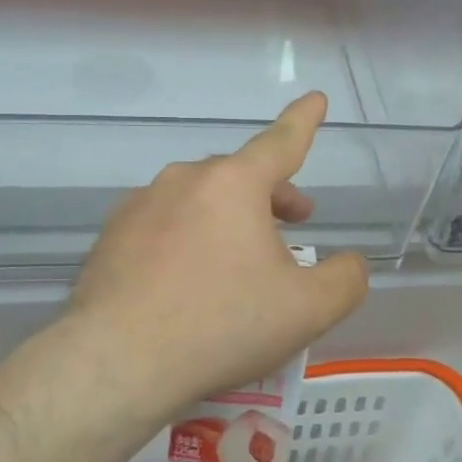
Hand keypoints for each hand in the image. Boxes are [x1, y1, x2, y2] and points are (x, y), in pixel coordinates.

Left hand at [67, 91, 370, 412]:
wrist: (117, 363)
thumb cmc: (222, 324)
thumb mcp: (307, 309)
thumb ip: (345, 280)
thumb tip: (350, 265)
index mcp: (234, 183)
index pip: (282, 141)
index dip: (304, 121)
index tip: (315, 98)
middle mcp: (184, 180)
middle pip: (240, 176)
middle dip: (271, 196)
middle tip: (293, 225)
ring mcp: (140, 206)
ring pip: (200, 201)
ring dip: (228, 220)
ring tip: (239, 266)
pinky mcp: (111, 237)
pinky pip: (164, 227)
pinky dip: (188, 242)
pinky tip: (189, 285)